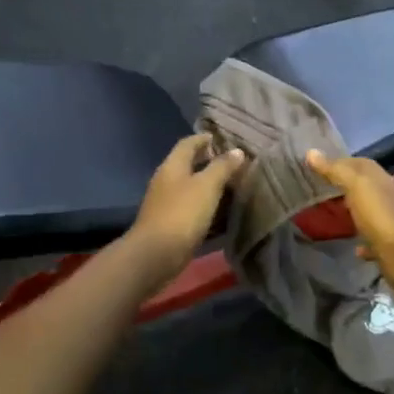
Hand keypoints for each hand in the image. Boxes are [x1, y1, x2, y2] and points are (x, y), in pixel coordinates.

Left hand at [126, 135, 245, 285]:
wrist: (156, 255)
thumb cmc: (182, 213)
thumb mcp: (207, 186)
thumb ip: (222, 167)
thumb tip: (237, 151)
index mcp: (172, 166)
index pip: (188, 143)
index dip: (205, 139)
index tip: (224, 139)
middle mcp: (166, 181)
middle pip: (188, 165)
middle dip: (209, 162)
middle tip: (234, 163)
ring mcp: (166, 203)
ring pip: (191, 188)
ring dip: (209, 186)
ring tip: (233, 187)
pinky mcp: (171, 224)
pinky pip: (191, 208)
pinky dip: (206, 206)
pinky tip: (221, 212)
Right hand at [305, 149, 393, 294]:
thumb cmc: (380, 216)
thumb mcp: (356, 186)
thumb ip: (335, 170)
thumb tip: (311, 152)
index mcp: (383, 180)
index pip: (361, 164)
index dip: (340, 162)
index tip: (317, 165)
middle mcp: (390, 198)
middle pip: (365, 187)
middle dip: (345, 186)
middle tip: (319, 189)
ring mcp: (391, 223)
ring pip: (369, 213)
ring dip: (354, 212)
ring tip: (331, 215)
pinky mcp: (390, 247)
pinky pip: (373, 240)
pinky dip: (362, 241)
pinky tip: (351, 247)